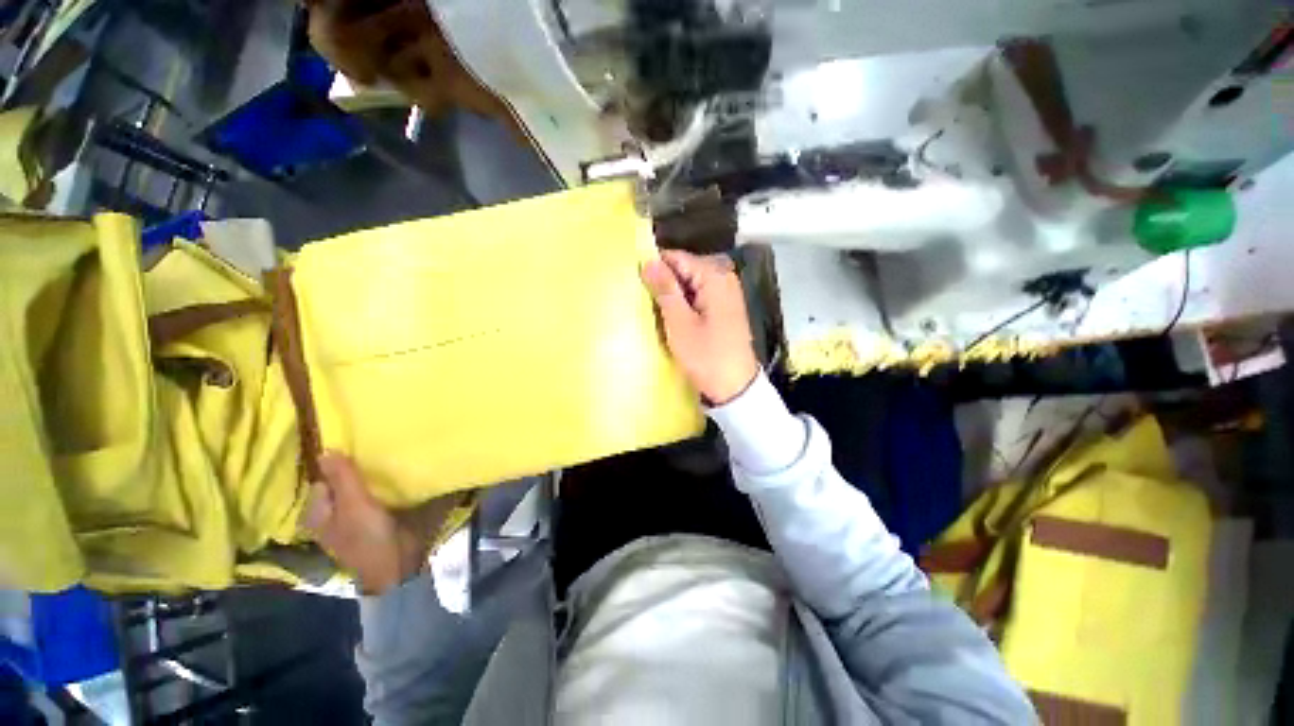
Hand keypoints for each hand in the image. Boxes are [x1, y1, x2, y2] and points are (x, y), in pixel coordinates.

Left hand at [303, 453, 452, 594]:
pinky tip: (390, 481)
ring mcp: (350, 519)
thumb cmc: (368, 535)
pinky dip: (378, 489)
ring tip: (383, 464)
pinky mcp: (370, 521)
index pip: (323, 479)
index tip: (357, 452)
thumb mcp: (355, 503)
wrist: (396, 563)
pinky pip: (370, 498)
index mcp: (316, 512)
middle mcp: (329, 515)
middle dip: (354, 472)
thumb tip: (325, 449)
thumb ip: (342, 477)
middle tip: (372, 455)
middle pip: (339, 485)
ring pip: (356, 491)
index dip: (338, 466)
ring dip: (368, 480)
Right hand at [641, 250, 759, 405]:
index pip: (676, 257)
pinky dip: (683, 305)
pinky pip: (697, 297)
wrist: (735, 388)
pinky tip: (672, 320)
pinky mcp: (724, 309)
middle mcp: (724, 278)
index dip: (654, 267)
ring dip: (672, 296)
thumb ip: (665, 289)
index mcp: (714, 277)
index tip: (636, 282)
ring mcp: (726, 294)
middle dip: (664, 283)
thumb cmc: (706, 356)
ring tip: (655, 312)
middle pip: (684, 270)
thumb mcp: (680, 323)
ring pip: (689, 285)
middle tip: (645, 302)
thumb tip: (648, 261)